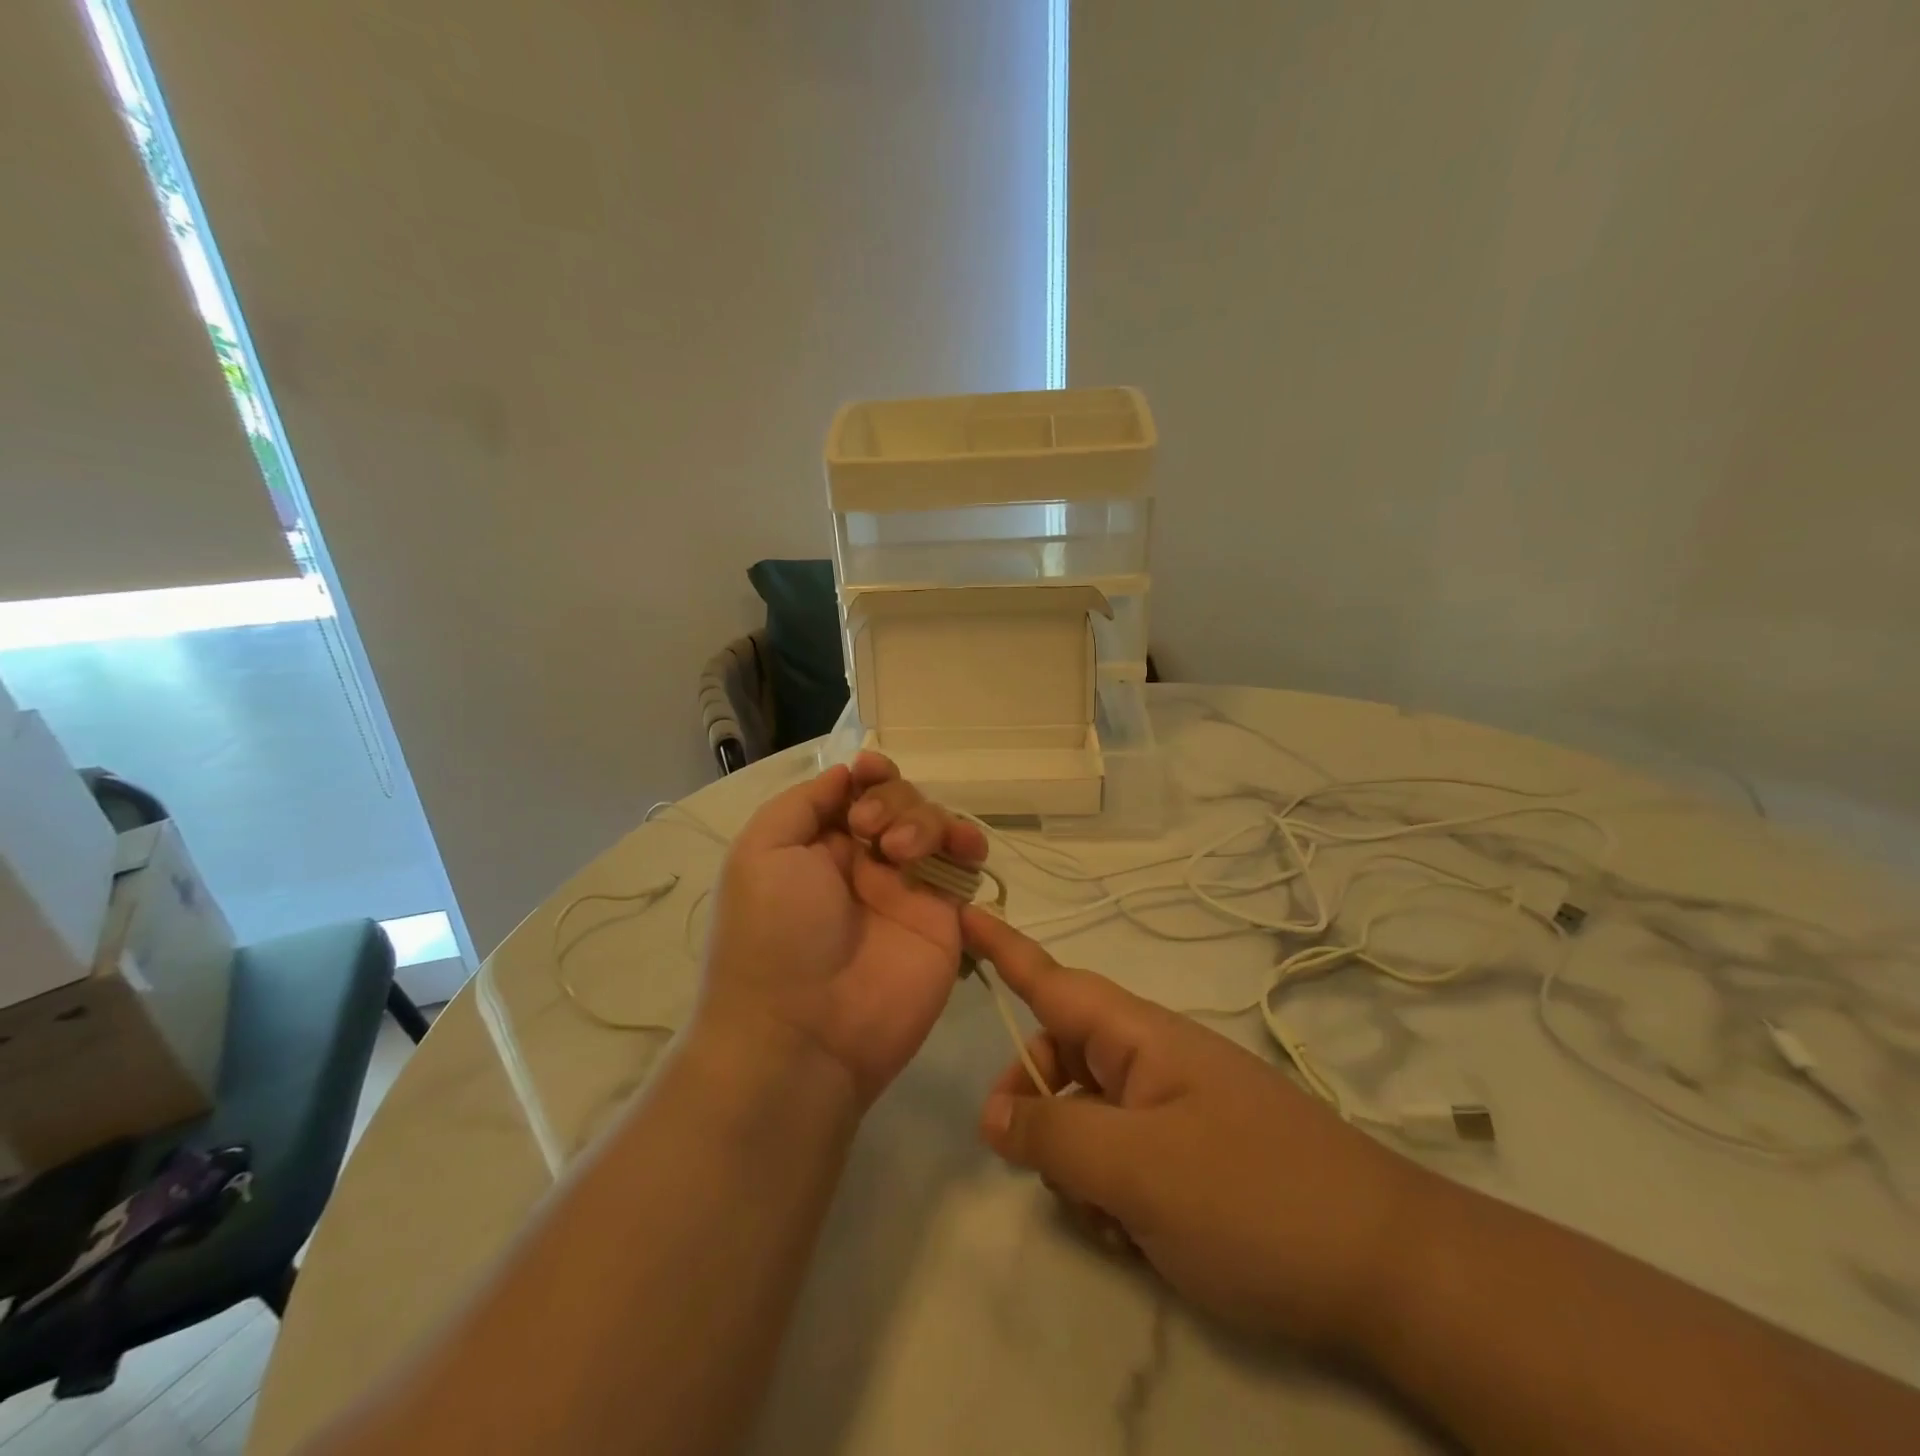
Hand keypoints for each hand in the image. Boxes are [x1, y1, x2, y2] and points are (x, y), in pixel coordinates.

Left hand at [698, 753, 988, 1107]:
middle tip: (868, 830)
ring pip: (933, 824)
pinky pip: (965, 866)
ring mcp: (905, 889)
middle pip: (898, 800)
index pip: (854, 792)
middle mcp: (862, 862)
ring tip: (902, 851)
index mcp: (817, 846)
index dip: (868, 775)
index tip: (870, 772)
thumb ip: (803, 803)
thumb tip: (845, 774)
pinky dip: (969, 843)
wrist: (804, 1032)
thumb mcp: (761, 852)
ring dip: (924, 819)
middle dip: (890, 799)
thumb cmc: (772, 935)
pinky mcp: (942, 918)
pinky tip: (963, 846)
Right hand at [962, 910, 1438, 1352]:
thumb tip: (994, 1115)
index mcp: (1140, 1036)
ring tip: (1117, 1221)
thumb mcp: (1137, 1169)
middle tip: (1036, 1163)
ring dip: (1078, 1165)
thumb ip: (1053, 1134)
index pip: (1054, 981)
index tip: (962, 914)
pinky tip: (1143, 1239)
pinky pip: (1123, 1156)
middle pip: (1061, 1058)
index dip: (1003, 948)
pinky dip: (1113, 1194)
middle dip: (1037, 1105)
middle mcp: (1153, 1060)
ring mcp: (1176, 1108)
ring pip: (1087, 1116)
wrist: (1390, 1271)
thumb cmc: (1255, 1198)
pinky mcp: (1194, 1155)